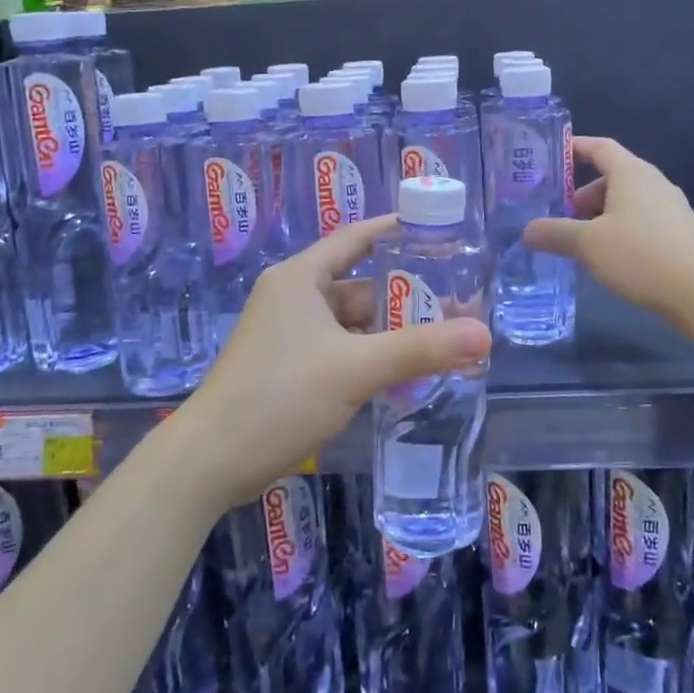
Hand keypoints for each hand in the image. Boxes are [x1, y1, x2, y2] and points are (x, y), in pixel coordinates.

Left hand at [171, 216, 491, 511]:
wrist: (209, 461)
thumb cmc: (279, 396)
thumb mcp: (355, 368)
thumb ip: (420, 349)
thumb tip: (484, 334)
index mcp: (301, 277)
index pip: (356, 238)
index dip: (396, 231)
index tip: (438, 232)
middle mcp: (293, 297)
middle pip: (359, 286)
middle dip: (405, 297)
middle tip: (457, 306)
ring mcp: (289, 335)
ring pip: (351, 323)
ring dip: (390, 333)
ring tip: (441, 342)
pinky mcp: (288, 367)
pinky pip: (339, 350)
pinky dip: (369, 357)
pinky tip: (404, 375)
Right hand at [524, 136, 693, 324]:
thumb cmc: (641, 255)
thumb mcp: (588, 244)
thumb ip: (554, 233)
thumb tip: (527, 230)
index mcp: (631, 173)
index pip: (599, 147)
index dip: (574, 148)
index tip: (550, 155)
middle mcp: (652, 183)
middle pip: (610, 178)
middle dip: (580, 196)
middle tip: (557, 217)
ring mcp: (669, 209)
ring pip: (624, 203)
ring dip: (598, 218)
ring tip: (578, 244)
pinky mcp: (678, 234)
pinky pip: (639, 222)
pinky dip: (618, 232)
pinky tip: (608, 260)